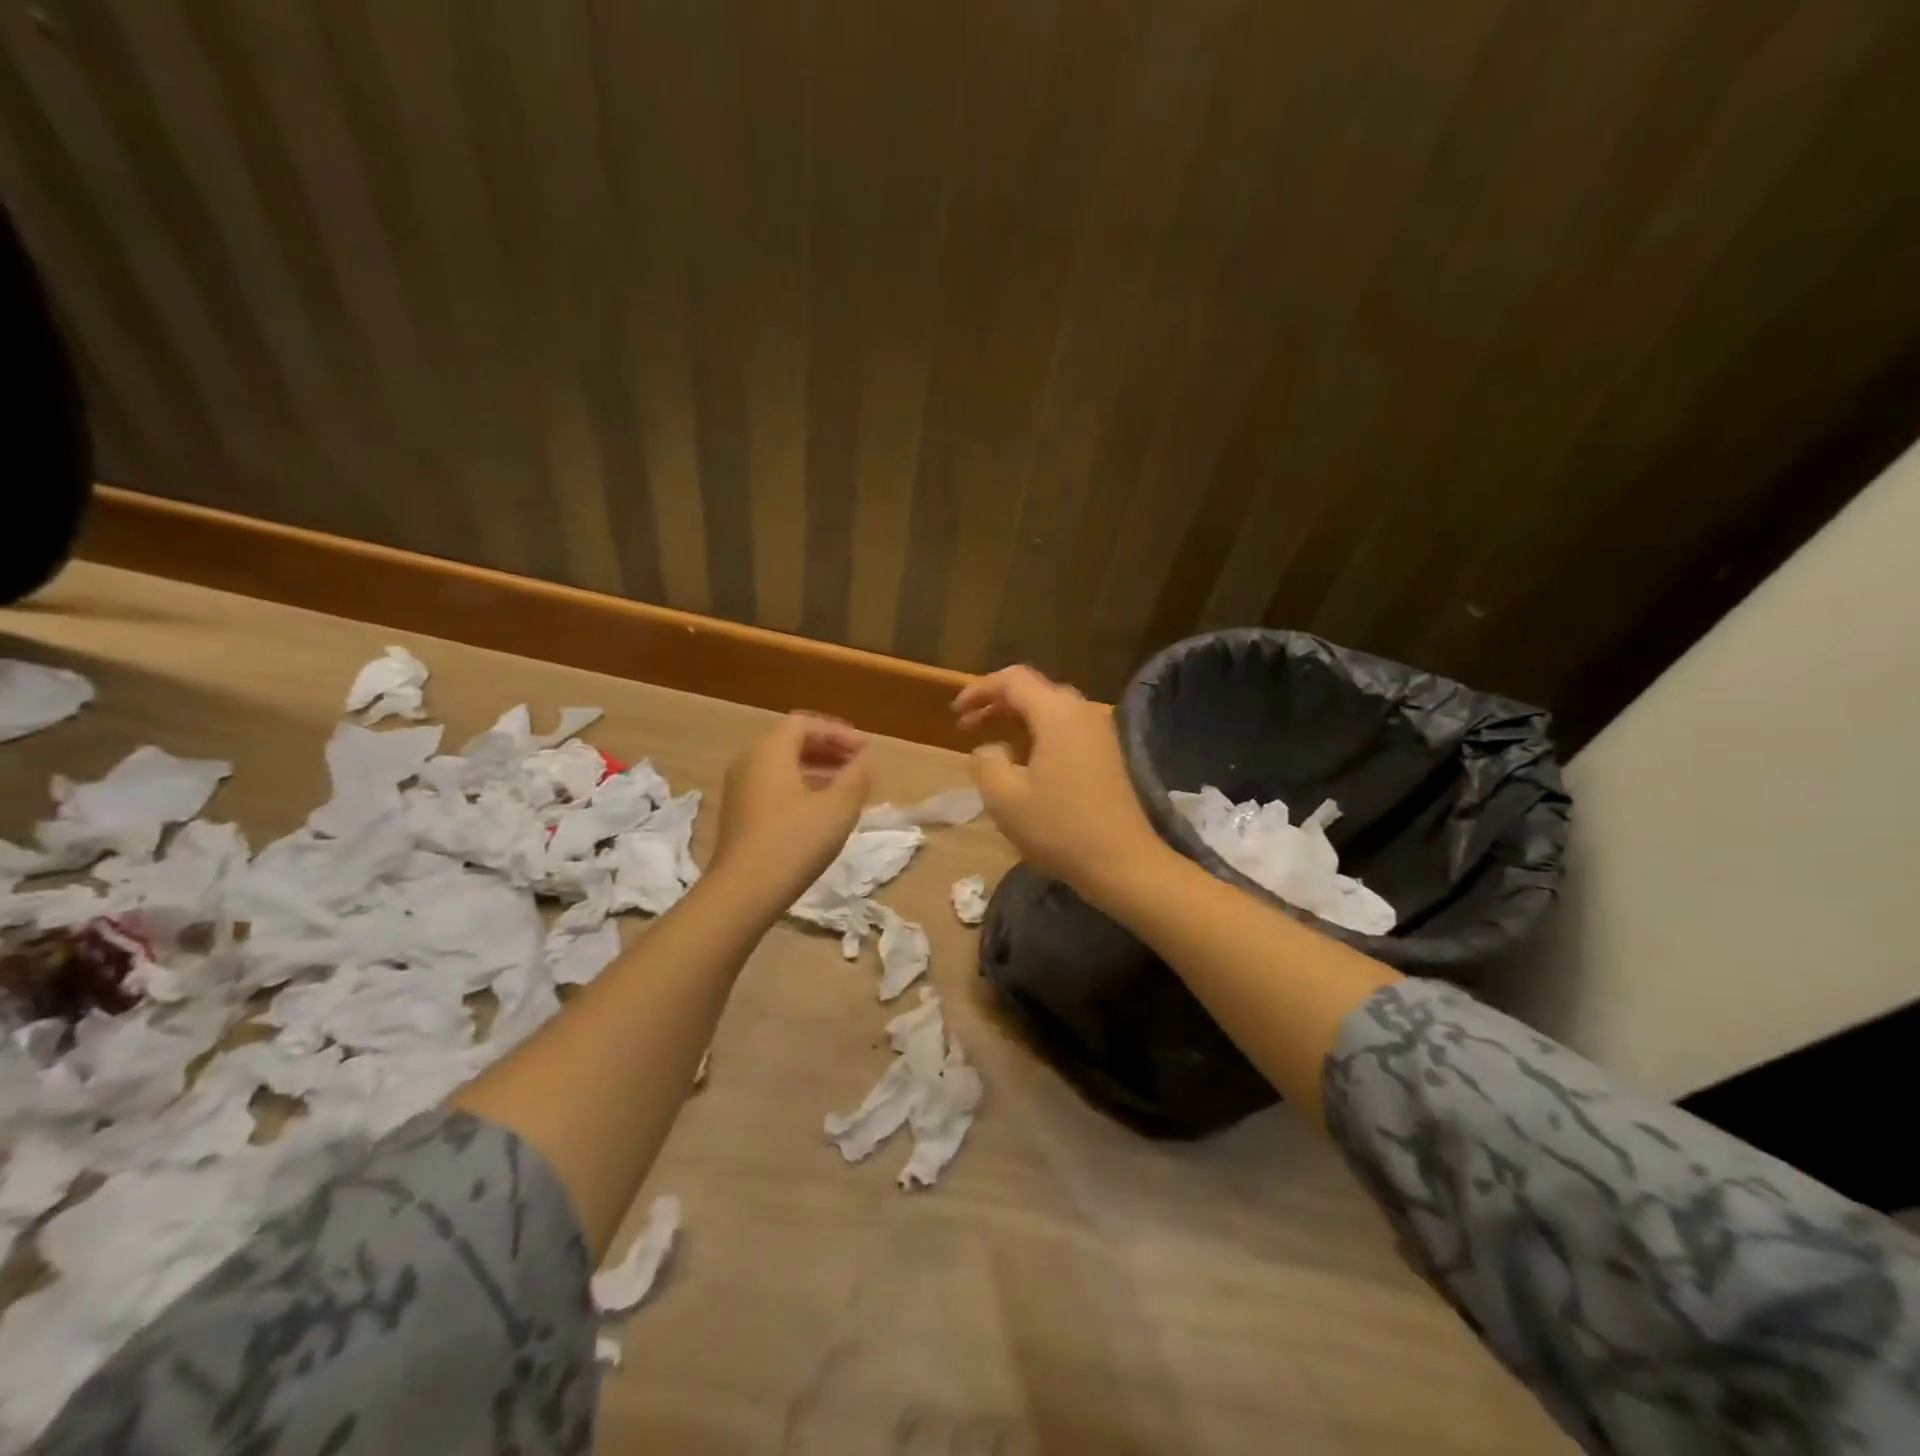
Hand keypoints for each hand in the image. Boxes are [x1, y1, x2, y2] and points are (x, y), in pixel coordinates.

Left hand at [712, 713, 871, 896]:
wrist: (743, 892)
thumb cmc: (794, 841)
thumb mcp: (838, 808)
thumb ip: (855, 778)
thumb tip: (861, 763)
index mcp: (769, 751)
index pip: (804, 723)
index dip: (837, 731)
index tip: (864, 749)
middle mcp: (749, 762)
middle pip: (790, 741)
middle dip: (827, 747)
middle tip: (856, 762)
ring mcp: (739, 789)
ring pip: (781, 765)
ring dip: (815, 767)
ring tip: (844, 784)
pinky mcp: (739, 815)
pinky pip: (773, 785)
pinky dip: (800, 786)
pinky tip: (820, 808)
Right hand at [953, 666, 1162, 893]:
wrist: (1122, 862)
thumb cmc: (1058, 827)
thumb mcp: (1004, 797)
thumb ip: (986, 762)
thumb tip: (990, 749)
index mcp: (1056, 713)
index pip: (1012, 679)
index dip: (979, 690)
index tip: (955, 713)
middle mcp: (1082, 712)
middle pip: (1033, 690)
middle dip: (996, 703)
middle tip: (967, 726)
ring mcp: (1099, 733)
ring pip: (1050, 710)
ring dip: (1017, 719)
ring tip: (990, 741)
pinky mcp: (1107, 755)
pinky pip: (1066, 729)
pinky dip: (1038, 733)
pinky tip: (1023, 761)